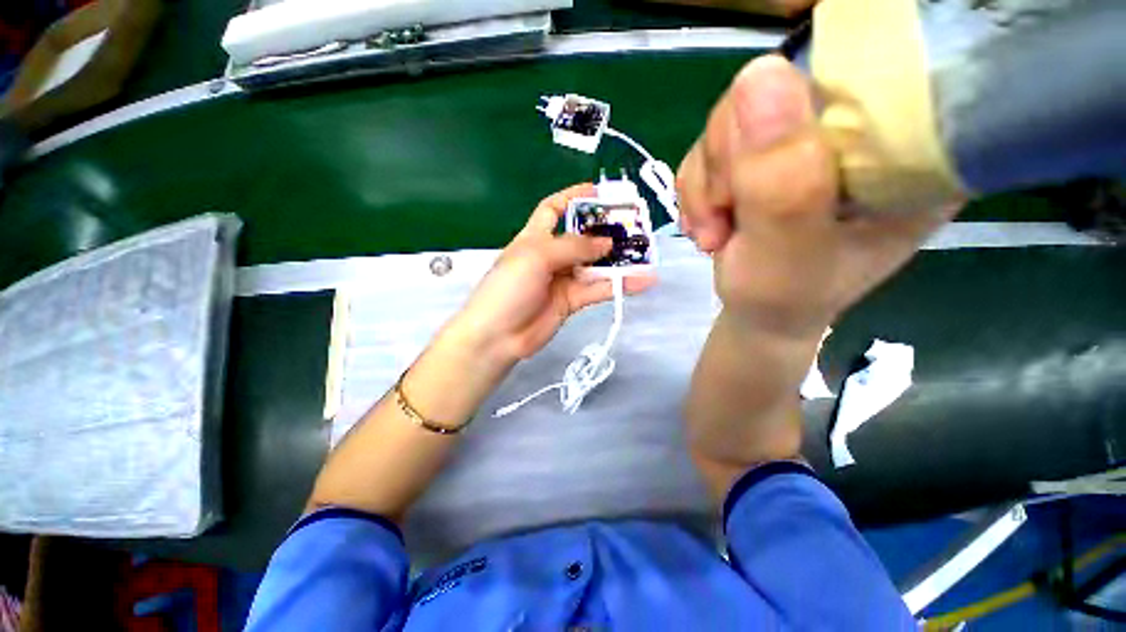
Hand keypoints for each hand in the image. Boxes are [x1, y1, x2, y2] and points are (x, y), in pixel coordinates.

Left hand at [448, 183, 655, 364]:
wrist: (498, 336)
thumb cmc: (509, 287)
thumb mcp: (537, 256)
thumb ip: (574, 247)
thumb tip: (607, 242)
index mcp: (535, 236)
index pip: (554, 209)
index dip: (574, 197)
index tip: (601, 191)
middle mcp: (551, 255)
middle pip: (582, 237)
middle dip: (605, 230)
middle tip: (634, 225)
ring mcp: (563, 279)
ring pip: (595, 265)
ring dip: (618, 260)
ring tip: (646, 253)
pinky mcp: (572, 301)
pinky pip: (598, 290)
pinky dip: (618, 286)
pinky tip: (641, 281)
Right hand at [676, 55, 958, 341]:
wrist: (761, 312)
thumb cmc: (786, 298)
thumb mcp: (787, 255)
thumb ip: (780, 183)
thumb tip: (756, 75)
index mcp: (913, 145)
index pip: (874, 57)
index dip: (808, 82)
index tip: (762, 153)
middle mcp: (864, 125)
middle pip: (784, 81)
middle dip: (733, 156)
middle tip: (730, 216)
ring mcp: (808, 133)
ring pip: (736, 112)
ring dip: (709, 181)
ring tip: (719, 231)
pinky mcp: (767, 146)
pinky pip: (712, 140)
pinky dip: (698, 185)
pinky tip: (710, 220)